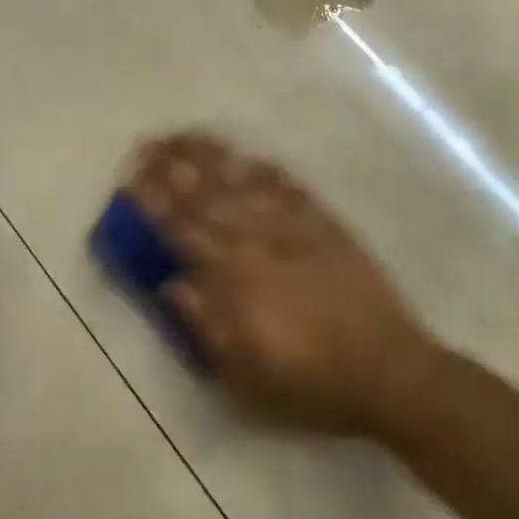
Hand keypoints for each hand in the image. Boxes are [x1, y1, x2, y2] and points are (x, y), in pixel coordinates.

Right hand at [128, 133, 438, 437]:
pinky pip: (292, 189)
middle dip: (175, 167)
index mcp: (235, 278)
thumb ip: (206, 324)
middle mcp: (260, 241)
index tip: (131, 178)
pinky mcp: (327, 225)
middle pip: (209, 196)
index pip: (183, 231)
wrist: (387, 368)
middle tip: (148, 143)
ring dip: (214, 157)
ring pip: (246, 182)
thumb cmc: (310, 382)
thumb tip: (172, 284)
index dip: (154, 203)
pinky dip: (269, 171)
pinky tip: (253, 157)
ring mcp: (296, 228)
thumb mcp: (246, 375)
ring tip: (188, 136)